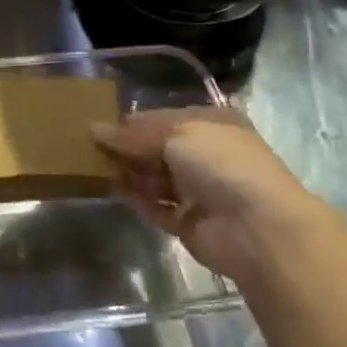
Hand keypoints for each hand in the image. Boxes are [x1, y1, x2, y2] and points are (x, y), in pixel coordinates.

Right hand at [92, 106, 330, 278]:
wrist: (258, 228)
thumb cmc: (221, 164)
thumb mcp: (175, 135)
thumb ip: (132, 135)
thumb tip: (93, 129)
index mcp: (212, 124)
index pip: (163, 118)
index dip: (132, 122)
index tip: (98, 125)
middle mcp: (207, 154)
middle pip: (158, 148)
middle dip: (128, 148)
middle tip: (88, 147)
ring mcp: (200, 191)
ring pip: (156, 178)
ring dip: (130, 173)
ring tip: (93, 167)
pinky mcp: (189, 223)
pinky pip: (157, 207)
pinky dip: (137, 199)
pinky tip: (112, 190)